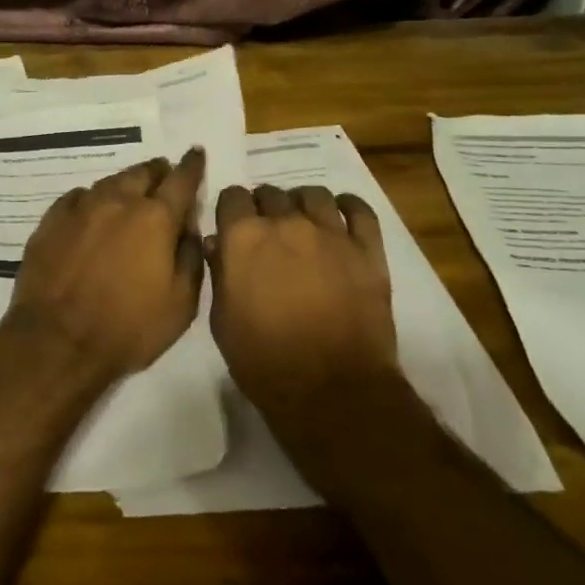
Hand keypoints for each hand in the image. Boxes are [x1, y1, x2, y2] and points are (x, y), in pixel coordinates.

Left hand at [7, 149, 206, 381]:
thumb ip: (190, 258)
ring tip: (131, 191)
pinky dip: (92, 199)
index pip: (181, 180)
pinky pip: (78, 197)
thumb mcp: (180, 304)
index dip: (192, 165)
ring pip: (110, 182)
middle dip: (158, 171)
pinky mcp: (52, 220)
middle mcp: (119, 201)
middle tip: (164, 174)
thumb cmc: (128, 328)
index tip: (196, 154)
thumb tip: (189, 229)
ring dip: (126, 183)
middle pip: (143, 173)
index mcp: (155, 218)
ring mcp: (81, 208)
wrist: (56, 340)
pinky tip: (91, 208)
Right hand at [208, 184, 395, 411]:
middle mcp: (286, 223)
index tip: (234, 226)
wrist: (331, 391)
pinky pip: (359, 210)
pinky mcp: (367, 250)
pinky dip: (348, 206)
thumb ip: (219, 273)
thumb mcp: (222, 321)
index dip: (231, 210)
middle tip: (268, 233)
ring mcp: (330, 234)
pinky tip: (341, 213)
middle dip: (265, 208)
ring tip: (303, 223)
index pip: (232, 197)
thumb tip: (218, 244)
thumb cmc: (264, 360)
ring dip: (302, 204)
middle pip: (271, 193)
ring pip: (314, 195)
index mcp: (244, 237)